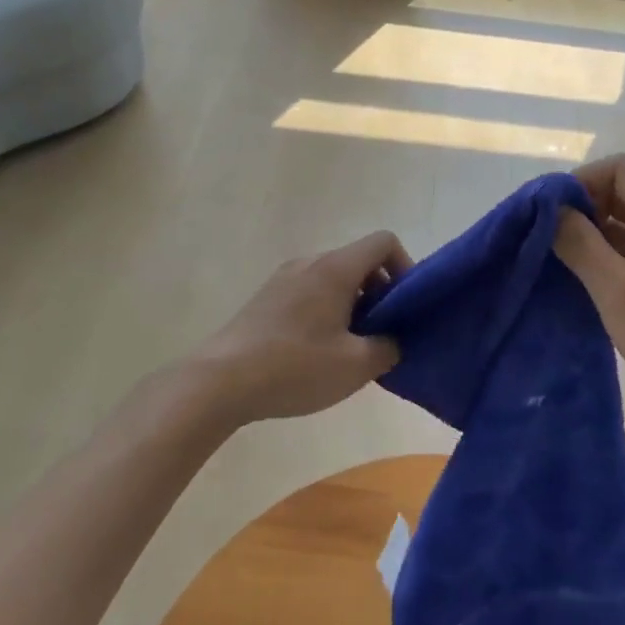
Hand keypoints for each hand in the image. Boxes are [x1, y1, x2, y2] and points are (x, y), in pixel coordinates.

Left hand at [188, 231, 409, 425]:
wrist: (219, 382)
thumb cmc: (295, 367)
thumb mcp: (355, 366)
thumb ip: (388, 348)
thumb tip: (393, 341)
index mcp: (336, 268)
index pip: (383, 242)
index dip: (404, 267)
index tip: (404, 306)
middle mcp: (310, 262)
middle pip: (358, 261)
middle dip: (380, 292)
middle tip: (382, 334)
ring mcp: (284, 278)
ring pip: (333, 278)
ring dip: (353, 304)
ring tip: (350, 348)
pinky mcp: (266, 298)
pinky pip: (310, 291)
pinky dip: (326, 311)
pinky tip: (318, 352)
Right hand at [554, 154, 624, 436]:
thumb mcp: (615, 289)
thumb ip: (579, 243)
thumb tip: (551, 210)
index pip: (620, 167)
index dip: (582, 181)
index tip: (554, 213)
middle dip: (586, 205)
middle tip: (554, 238)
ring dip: (597, 230)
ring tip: (566, 259)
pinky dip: (614, 250)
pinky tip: (592, 277)